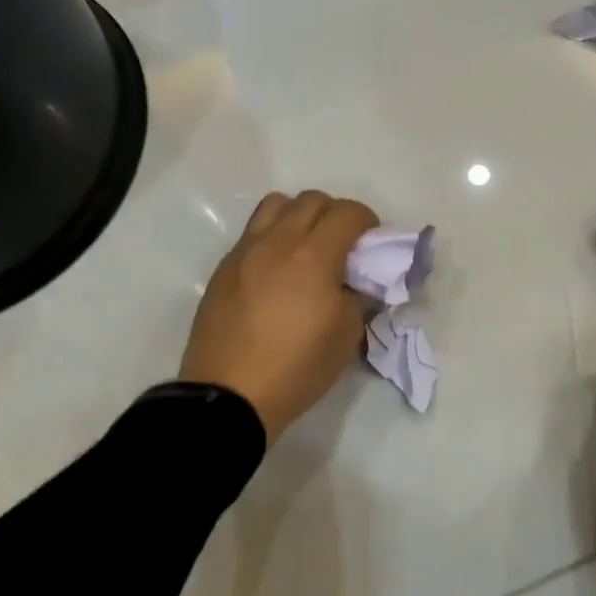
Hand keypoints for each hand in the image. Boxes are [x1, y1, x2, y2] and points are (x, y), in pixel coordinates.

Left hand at [180, 190, 379, 440]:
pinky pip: (253, 233)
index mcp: (314, 255)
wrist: (230, 396)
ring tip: (305, 247)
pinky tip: (276, 271)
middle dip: (334, 214)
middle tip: (342, 245)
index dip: (367, 221)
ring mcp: (246, 251)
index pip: (347, 212)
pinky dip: (272, 237)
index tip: (371, 242)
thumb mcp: (347, 335)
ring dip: (299, 216)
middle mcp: (278, 241)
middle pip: (312, 199)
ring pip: (276, 205)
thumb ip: (356, 295)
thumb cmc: (297, 367)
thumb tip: (353, 282)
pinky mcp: (224, 267)